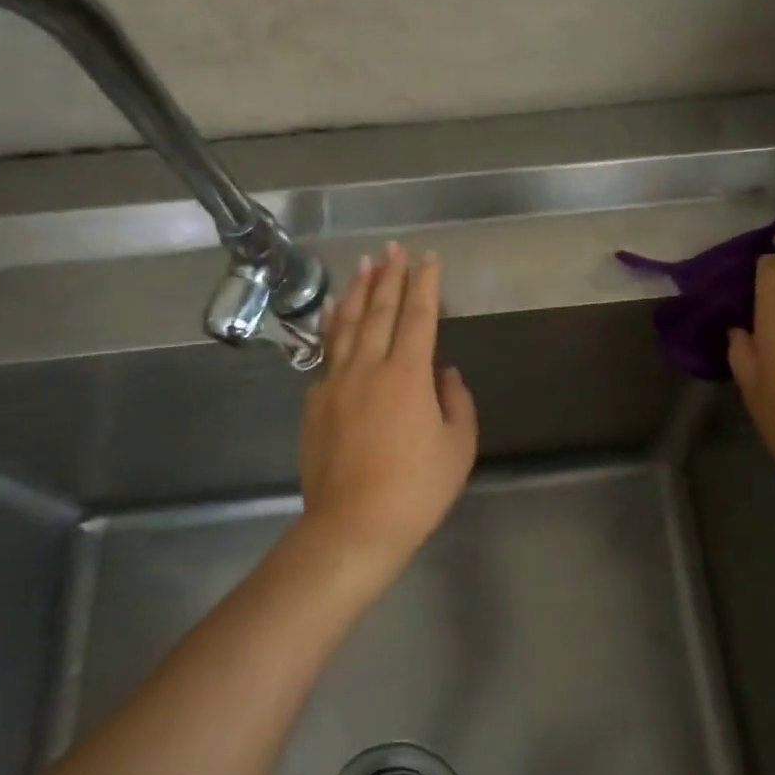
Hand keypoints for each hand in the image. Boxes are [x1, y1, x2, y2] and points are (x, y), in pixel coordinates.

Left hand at [296, 243, 477, 581]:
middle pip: (379, 311)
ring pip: (345, 325)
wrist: (353, 526)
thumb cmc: (417, 489)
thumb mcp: (458, 446)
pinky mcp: (315, 403)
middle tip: (393, 247)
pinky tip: (331, 314)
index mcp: (408, 375)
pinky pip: (325, 352)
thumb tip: (442, 372)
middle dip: (389, 276)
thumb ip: (455, 401)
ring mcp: (336, 383)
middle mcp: (369, 368)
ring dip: (356, 291)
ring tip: (363, 265)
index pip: (419, 316)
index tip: (427, 258)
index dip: (425, 284)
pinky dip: (331, 327)